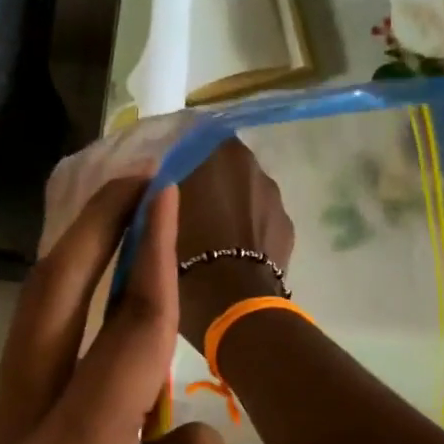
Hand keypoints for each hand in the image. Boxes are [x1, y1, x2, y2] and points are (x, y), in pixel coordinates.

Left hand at [0, 179, 254, 443]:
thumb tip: (164, 417)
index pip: (122, 334)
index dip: (148, 260)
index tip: (160, 193)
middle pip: (41, 313)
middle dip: (85, 238)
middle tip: (123, 180)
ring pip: (29, 356)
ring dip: (75, 300)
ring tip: (122, 254)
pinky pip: (31, 406)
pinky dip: (72, 375)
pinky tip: (110, 385)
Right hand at [175, 139, 295, 353]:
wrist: (234, 304)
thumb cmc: (186, 256)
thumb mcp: (155, 217)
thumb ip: (161, 188)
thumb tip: (161, 179)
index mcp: (219, 152)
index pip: (195, 139)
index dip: (179, 158)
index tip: (165, 180)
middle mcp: (253, 166)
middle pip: (223, 167)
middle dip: (207, 183)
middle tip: (184, 209)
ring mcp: (275, 198)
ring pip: (244, 195)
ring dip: (229, 207)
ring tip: (209, 237)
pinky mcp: (287, 229)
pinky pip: (260, 221)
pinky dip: (247, 231)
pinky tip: (232, 254)